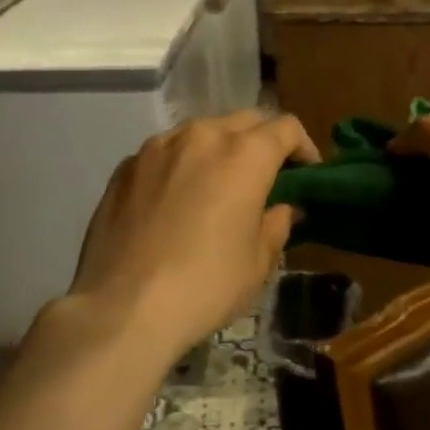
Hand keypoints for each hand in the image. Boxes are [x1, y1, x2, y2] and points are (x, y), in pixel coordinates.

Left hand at [62, 111, 319, 360]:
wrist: (123, 308)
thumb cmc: (206, 285)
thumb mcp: (258, 262)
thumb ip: (276, 224)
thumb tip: (280, 208)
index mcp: (245, 154)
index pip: (286, 128)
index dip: (304, 146)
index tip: (307, 171)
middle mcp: (202, 136)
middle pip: (245, 120)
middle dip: (262, 141)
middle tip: (267, 175)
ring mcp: (158, 147)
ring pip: (202, 132)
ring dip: (220, 149)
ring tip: (219, 184)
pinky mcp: (125, 166)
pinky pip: (166, 153)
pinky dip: (182, 164)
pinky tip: (176, 200)